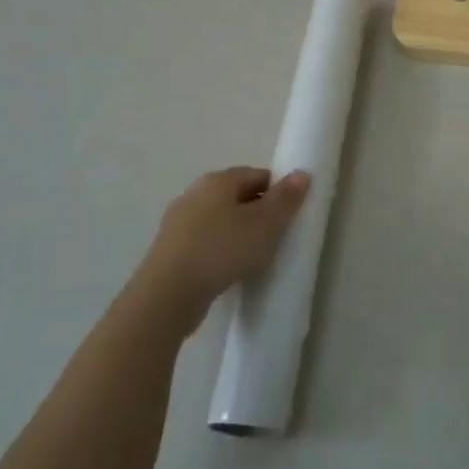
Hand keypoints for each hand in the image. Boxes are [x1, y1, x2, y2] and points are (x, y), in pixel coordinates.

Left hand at [131, 167, 310, 331]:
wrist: (167, 295)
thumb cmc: (221, 251)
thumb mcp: (264, 224)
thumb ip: (285, 198)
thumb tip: (301, 174)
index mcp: (217, 181)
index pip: (257, 174)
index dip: (278, 192)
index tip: (290, 216)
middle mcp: (194, 194)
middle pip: (237, 196)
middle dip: (258, 212)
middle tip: (276, 237)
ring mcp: (178, 222)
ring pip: (219, 219)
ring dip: (238, 232)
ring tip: (254, 256)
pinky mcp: (170, 249)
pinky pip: (205, 241)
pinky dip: (220, 249)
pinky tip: (229, 269)